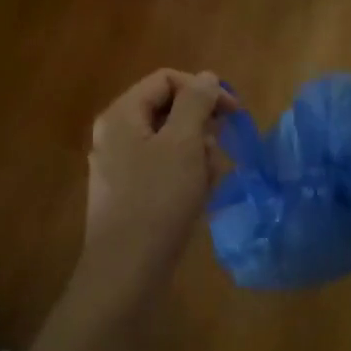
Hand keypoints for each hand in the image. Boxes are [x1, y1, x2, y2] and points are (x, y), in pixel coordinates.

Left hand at [77, 69, 231, 309]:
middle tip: (220, 150)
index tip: (234, 112)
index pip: (166, 80)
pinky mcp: (130, 194)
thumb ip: (196, 102)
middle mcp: (116, 135)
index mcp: (122, 115)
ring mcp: (121, 166)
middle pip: (169, 110)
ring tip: (209, 180)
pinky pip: (164, 169)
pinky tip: (200, 197)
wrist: (126, 273)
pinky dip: (186, 176)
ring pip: (171, 142)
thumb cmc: (157, 200)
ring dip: (198, 154)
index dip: (202, 89)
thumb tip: (206, 77)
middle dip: (201, 127)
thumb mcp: (183, 143)